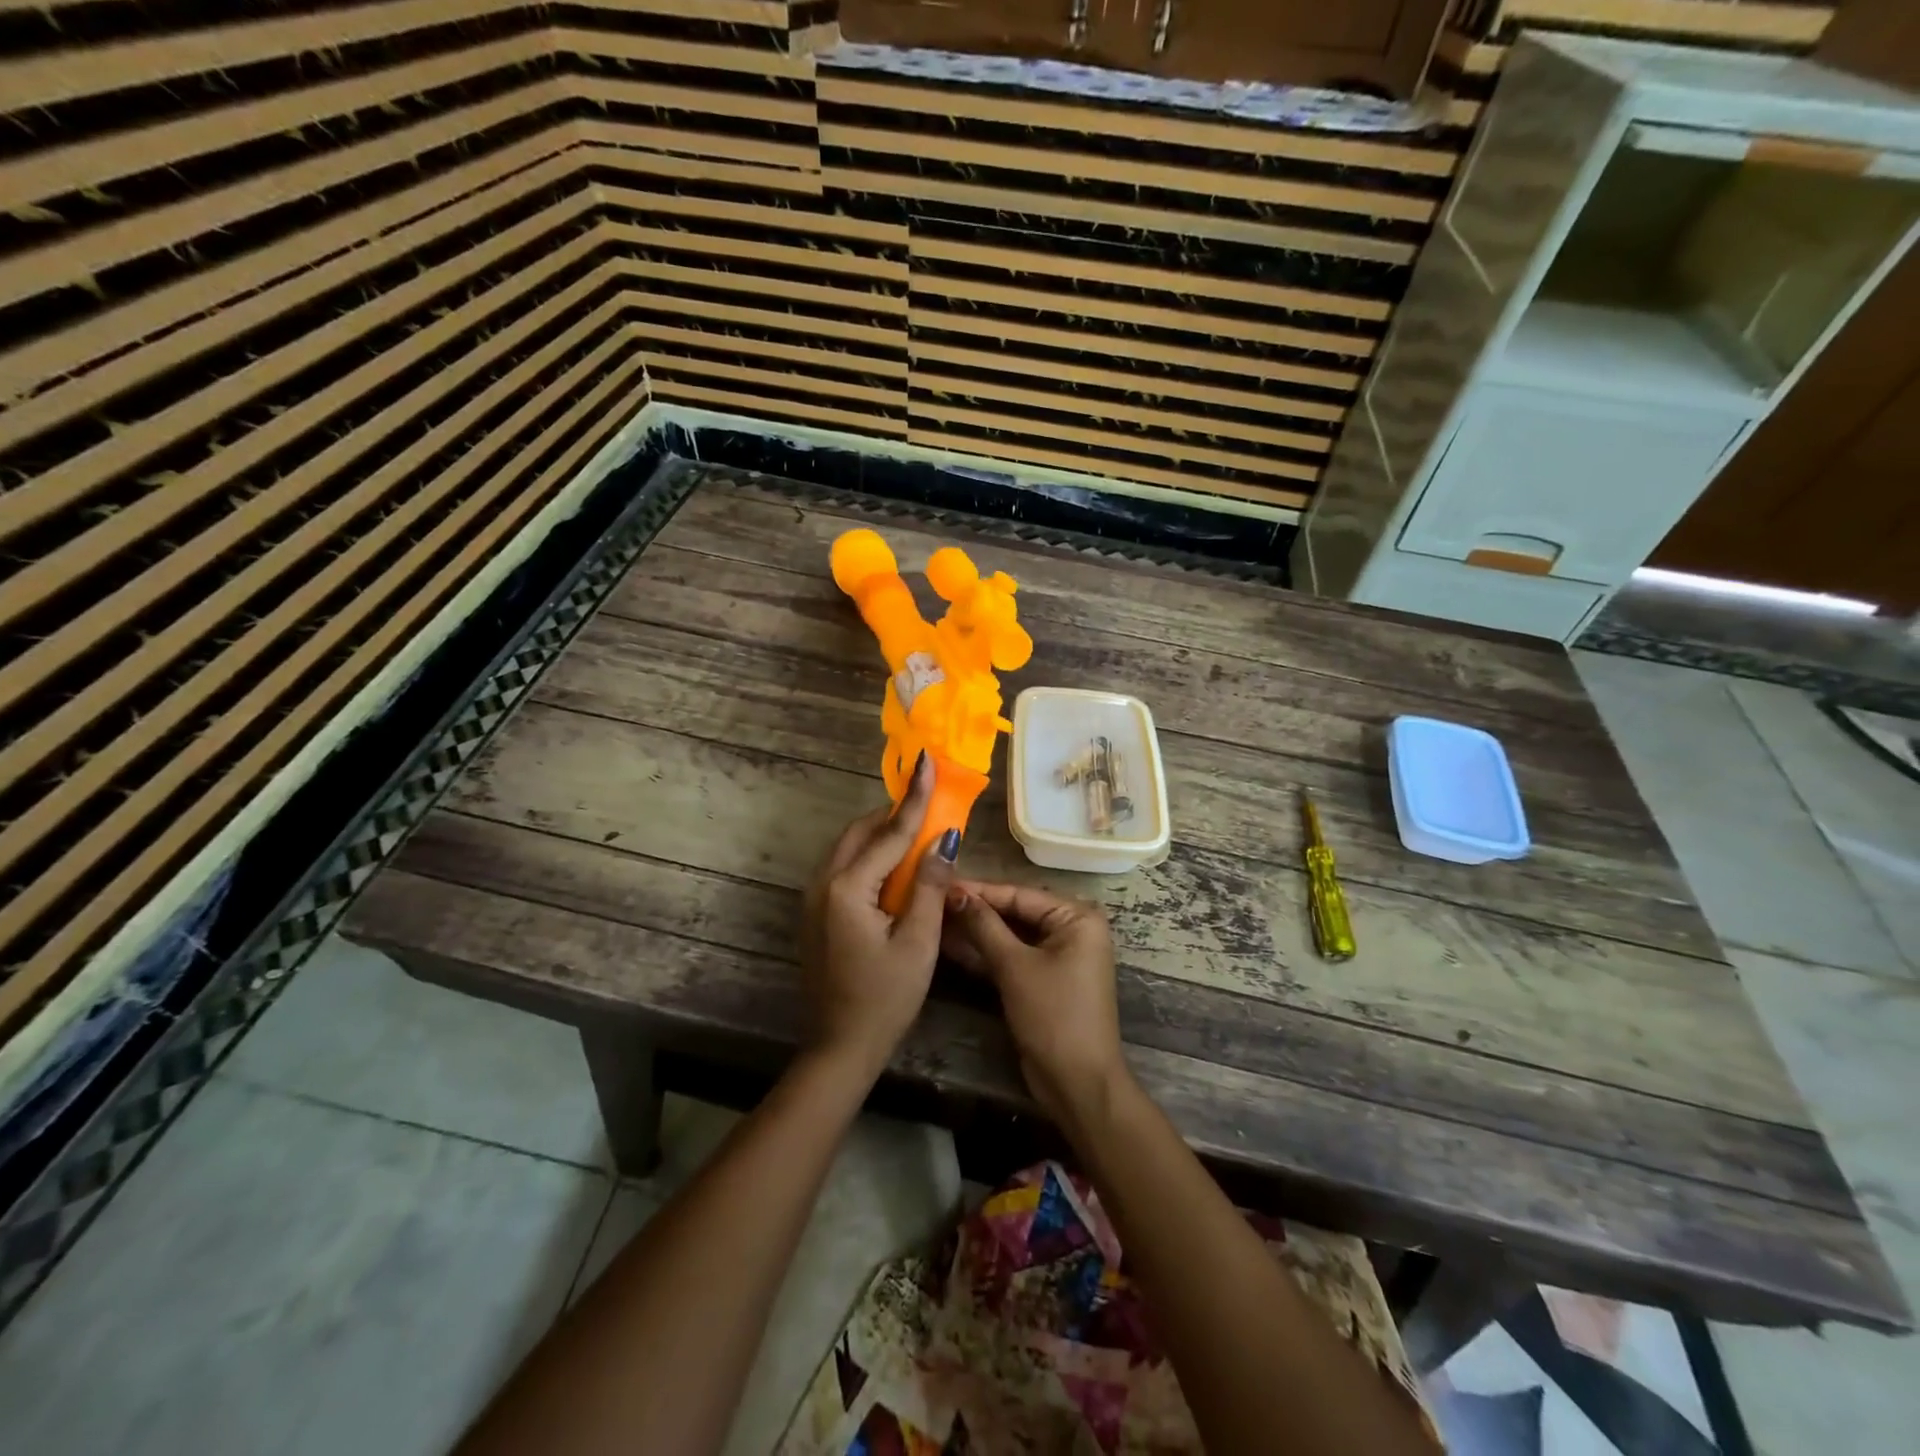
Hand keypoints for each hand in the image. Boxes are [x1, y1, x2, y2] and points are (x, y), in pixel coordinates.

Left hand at [800, 755, 961, 1078]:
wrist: (840, 1045)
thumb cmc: (885, 998)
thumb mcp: (917, 942)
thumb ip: (929, 885)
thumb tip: (945, 838)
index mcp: (848, 887)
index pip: (890, 832)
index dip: (914, 797)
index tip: (927, 761)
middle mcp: (823, 882)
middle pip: (861, 831)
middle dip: (894, 812)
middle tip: (928, 798)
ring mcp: (815, 897)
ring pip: (849, 846)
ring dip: (881, 833)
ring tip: (916, 827)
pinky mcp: (817, 911)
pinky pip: (844, 866)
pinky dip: (870, 854)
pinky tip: (894, 864)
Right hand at [940, 882, 1128, 1126]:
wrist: (1077, 1083)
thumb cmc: (1053, 1015)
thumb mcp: (1015, 966)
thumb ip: (984, 926)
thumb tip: (954, 893)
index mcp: (1077, 918)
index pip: (1020, 894)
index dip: (979, 890)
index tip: (943, 882)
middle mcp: (1072, 930)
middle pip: (1016, 912)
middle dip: (976, 910)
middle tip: (934, 900)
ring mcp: (1059, 956)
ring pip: (1011, 935)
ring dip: (977, 931)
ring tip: (935, 919)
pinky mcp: (1045, 979)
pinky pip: (1013, 956)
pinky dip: (987, 953)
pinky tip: (951, 945)